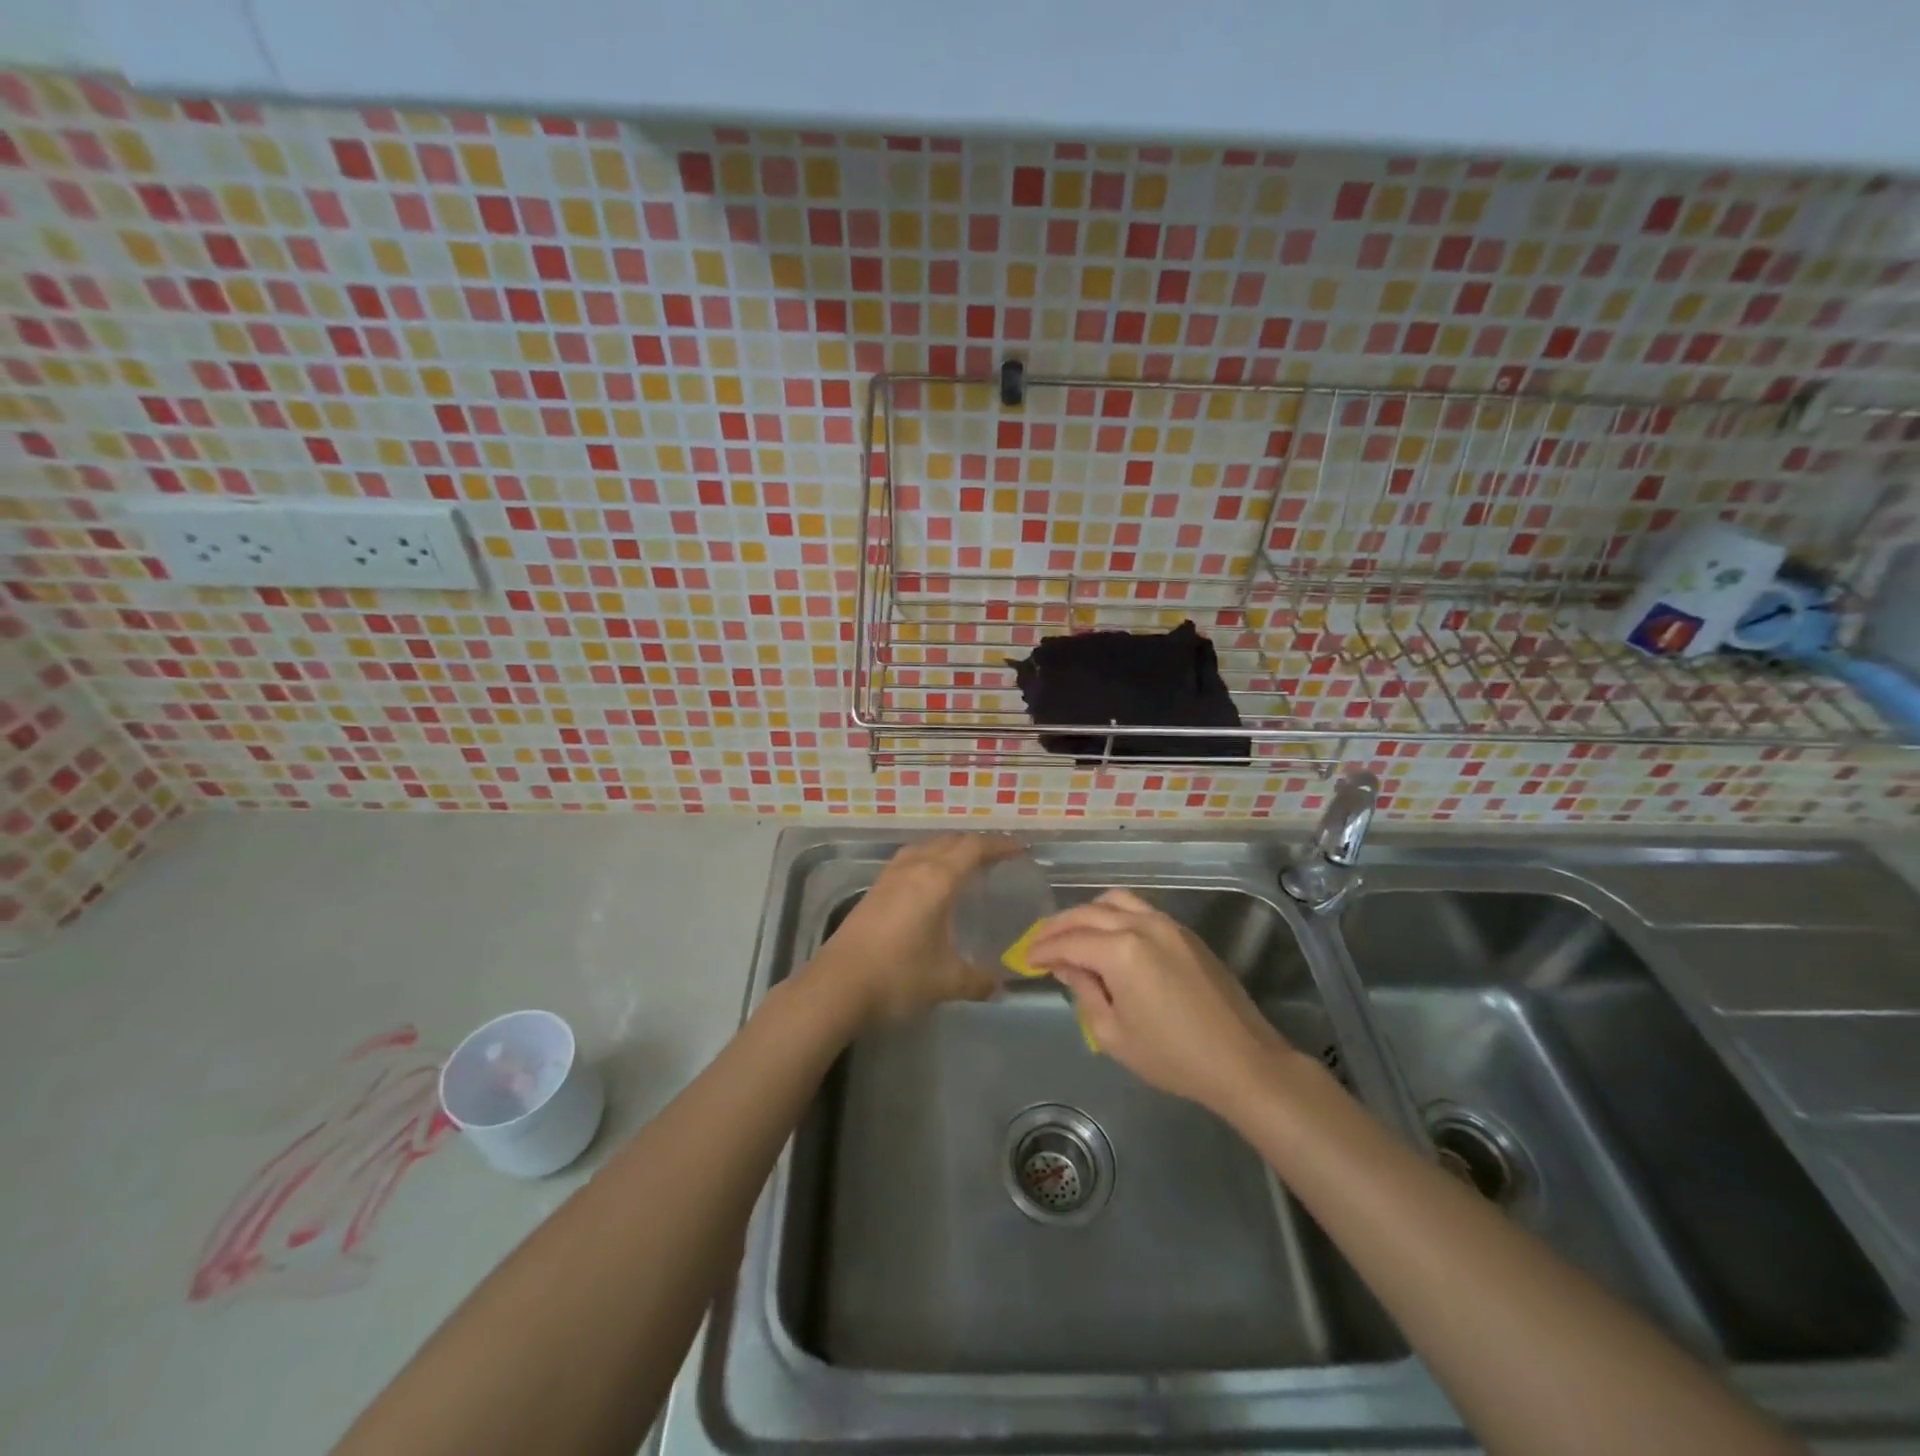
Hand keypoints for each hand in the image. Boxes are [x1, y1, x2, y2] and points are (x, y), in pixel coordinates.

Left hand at [813, 834, 1022, 1026]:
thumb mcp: (947, 981)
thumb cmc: (898, 976)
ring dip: (948, 849)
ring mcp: (889, 877)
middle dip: (976, 845)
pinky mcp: (874, 890)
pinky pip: (909, 860)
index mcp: (937, 879)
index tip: (1018, 850)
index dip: (999, 845)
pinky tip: (930, 884)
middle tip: (997, 858)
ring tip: (965, 865)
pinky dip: (928, 861)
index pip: (974, 848)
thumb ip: (978, 979)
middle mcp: (914, 868)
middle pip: (950, 842)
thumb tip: (1000, 984)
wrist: (837, 986)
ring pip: (925, 847)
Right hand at [1025, 889, 1297, 1112]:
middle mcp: (1142, 925)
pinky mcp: (1184, 932)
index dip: (1043, 950)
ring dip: (1087, 913)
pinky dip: (1114, 915)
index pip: (1070, 942)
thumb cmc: (1172, 1056)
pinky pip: (1139, 909)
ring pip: (1114, 901)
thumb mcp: (1113, 1033)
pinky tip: (1107, 936)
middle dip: (1058, 927)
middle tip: (1039, 943)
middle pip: (1087, 913)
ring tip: (1071, 934)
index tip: (1025, 960)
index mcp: (1121, 950)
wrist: (1242, 1061)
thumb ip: (1084, 992)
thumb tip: (1068, 967)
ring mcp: (1167, 924)